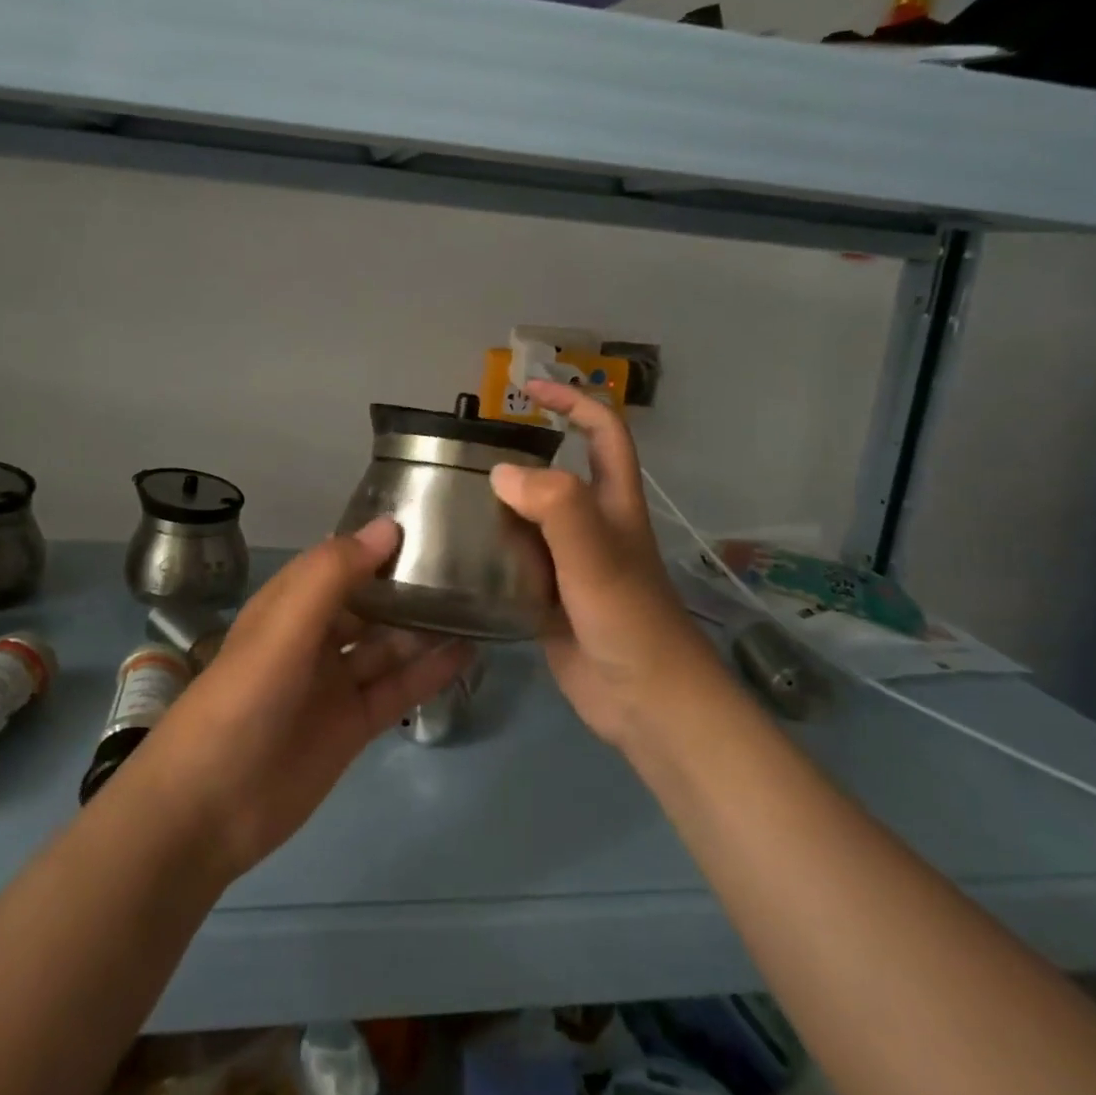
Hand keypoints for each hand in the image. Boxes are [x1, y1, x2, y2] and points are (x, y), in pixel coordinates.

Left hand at [125, 519, 473, 881]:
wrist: (207, 810)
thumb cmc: (241, 702)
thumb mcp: (282, 629)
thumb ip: (332, 576)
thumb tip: (388, 526)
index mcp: (288, 605)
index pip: (338, 560)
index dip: (376, 542)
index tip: (429, 521)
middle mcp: (313, 637)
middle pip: (368, 601)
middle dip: (407, 584)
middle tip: (467, 564)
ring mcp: (334, 683)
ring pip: (387, 644)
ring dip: (424, 626)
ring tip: (477, 603)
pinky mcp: (353, 725)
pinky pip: (398, 688)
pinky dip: (429, 671)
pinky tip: (468, 652)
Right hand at [489, 379, 724, 751]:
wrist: (646, 704)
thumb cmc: (630, 622)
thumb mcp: (597, 557)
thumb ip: (556, 508)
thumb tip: (501, 473)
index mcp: (613, 504)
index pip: (603, 433)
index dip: (573, 402)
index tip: (528, 390)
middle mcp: (591, 526)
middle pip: (558, 473)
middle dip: (521, 452)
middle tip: (467, 451)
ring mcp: (569, 564)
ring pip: (530, 518)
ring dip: (498, 503)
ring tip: (449, 493)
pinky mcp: (548, 598)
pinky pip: (514, 561)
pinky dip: (490, 550)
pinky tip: (455, 549)